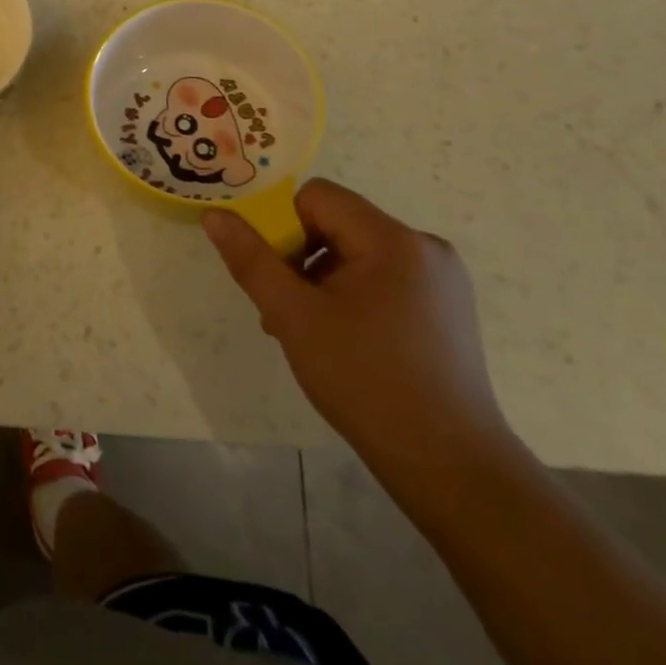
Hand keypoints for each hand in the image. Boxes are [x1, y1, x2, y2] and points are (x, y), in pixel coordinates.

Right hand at [203, 178, 515, 484]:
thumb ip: (251, 260)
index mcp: (393, 239)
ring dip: (323, 280)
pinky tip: (345, 340)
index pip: (317, 197)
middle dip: (301, 258)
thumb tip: (215, 215)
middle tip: (285, 310)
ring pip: (357, 253)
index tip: (276, 276)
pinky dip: (353, 295)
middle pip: (337, 224)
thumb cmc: (366, 382)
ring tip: (310, 332)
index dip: (284, 227)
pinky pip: (383, 277)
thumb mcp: (294, 317)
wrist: (450, 468)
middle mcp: (424, 246)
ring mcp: (442, 279)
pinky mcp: (447, 308)